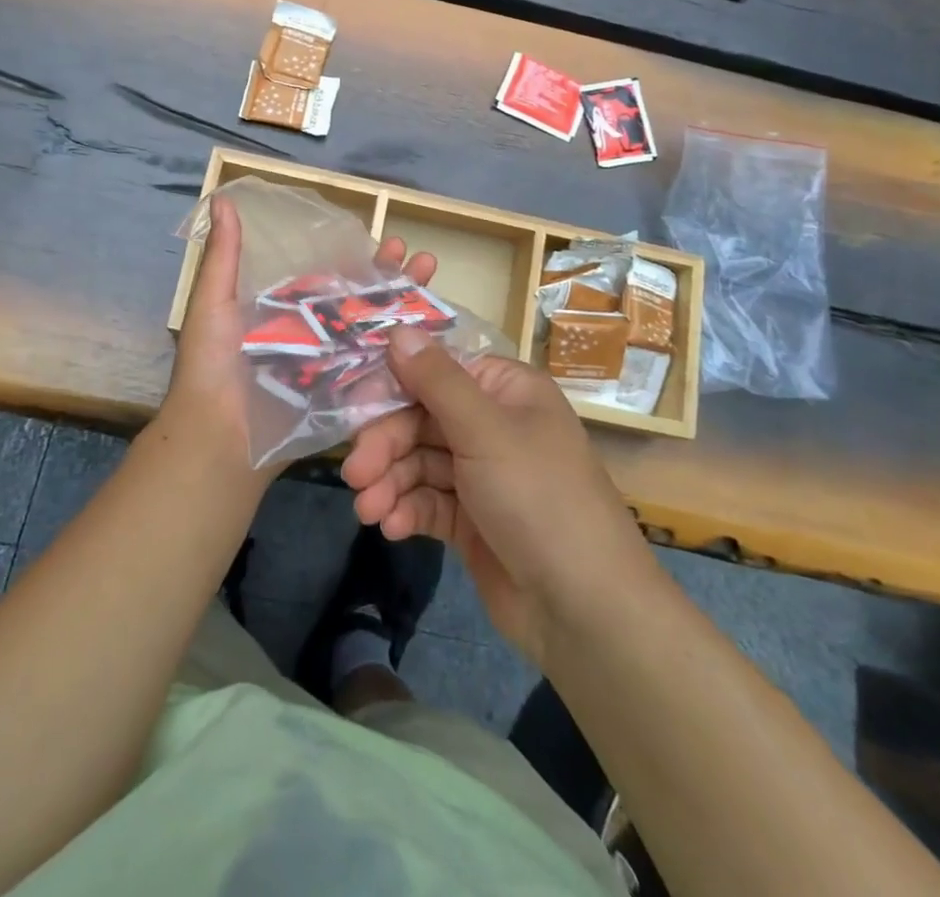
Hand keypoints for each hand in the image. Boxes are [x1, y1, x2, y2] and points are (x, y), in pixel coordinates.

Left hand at [156, 196, 437, 478]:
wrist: (215, 439)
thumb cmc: (211, 367)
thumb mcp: (212, 304)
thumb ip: (224, 256)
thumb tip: (221, 198)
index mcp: (287, 313)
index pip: (334, 279)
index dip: (364, 260)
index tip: (392, 240)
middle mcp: (315, 338)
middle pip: (364, 305)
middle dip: (396, 281)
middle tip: (426, 260)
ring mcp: (333, 371)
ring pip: (377, 336)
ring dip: (408, 312)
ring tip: (436, 286)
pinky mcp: (343, 402)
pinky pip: (378, 378)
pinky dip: (405, 360)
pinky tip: (435, 338)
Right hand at [342, 332, 651, 661]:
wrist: (585, 609)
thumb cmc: (538, 498)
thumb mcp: (485, 430)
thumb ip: (435, 380)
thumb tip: (397, 329)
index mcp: (505, 391)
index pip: (437, 371)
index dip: (393, 386)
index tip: (353, 406)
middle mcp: (493, 424)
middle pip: (421, 419)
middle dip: (386, 445)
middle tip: (355, 473)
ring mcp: (482, 474)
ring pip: (419, 462)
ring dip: (389, 482)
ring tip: (367, 509)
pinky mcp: (472, 519)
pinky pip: (428, 501)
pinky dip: (407, 510)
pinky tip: (392, 527)